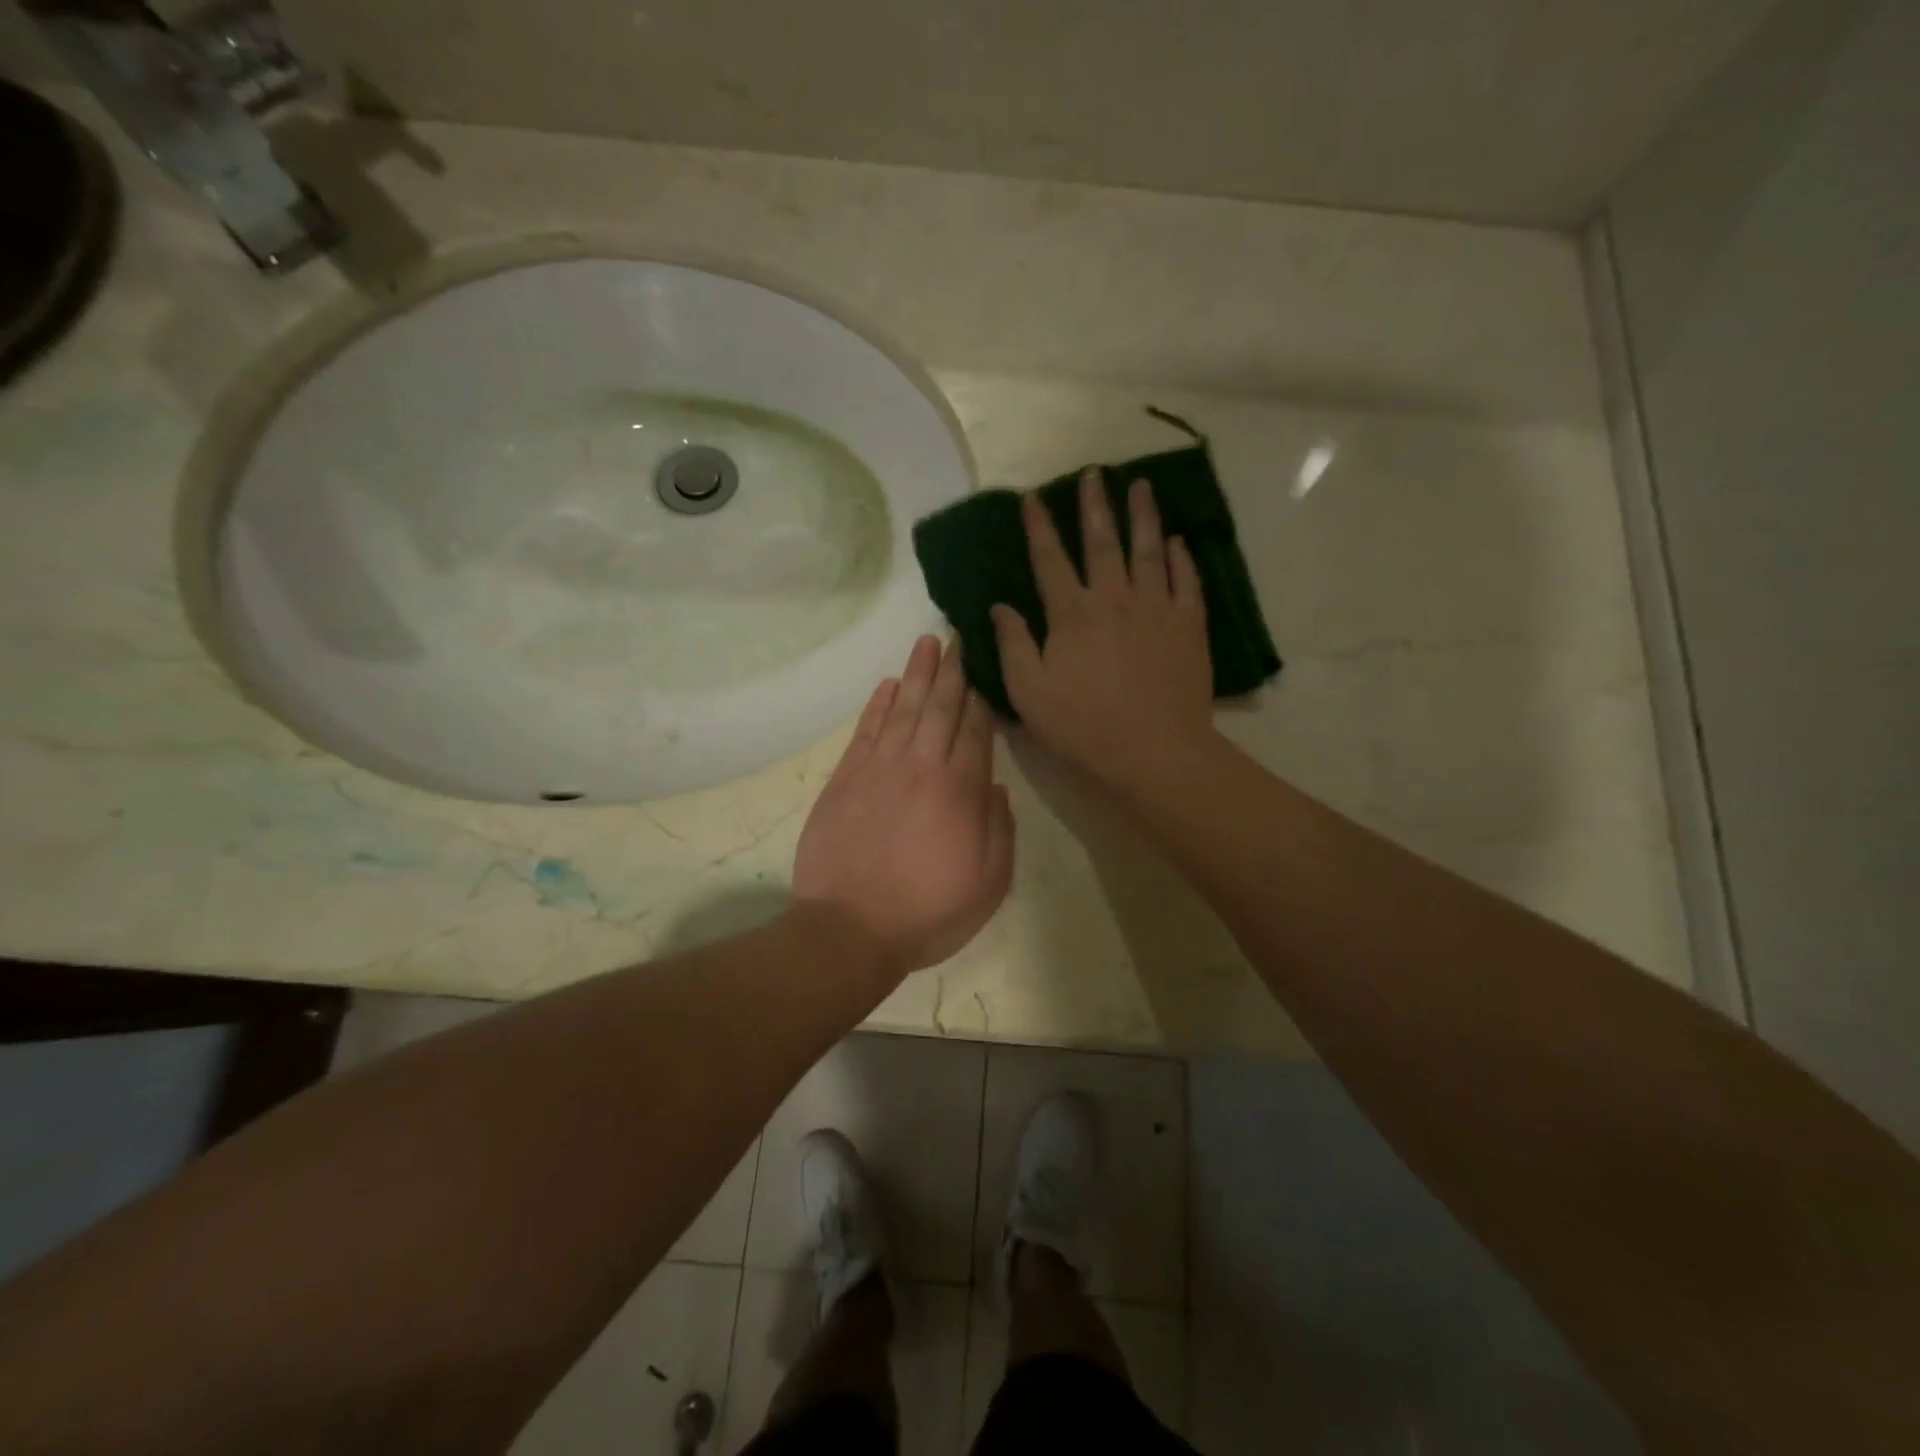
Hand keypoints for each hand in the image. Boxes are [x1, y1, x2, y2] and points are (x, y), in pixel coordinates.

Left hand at [793, 635, 1015, 981]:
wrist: (849, 930)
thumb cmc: (928, 912)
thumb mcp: (989, 883)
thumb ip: (1000, 830)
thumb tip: (995, 787)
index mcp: (960, 790)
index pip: (976, 730)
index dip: (982, 698)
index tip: (985, 668)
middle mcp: (921, 767)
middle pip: (940, 707)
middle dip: (952, 670)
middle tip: (958, 636)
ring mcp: (879, 769)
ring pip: (902, 709)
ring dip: (916, 674)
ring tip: (926, 642)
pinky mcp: (845, 779)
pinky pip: (865, 731)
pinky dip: (877, 705)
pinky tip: (887, 685)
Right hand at [991, 469, 1213, 786]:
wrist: (1154, 749)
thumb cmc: (1084, 724)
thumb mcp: (1030, 692)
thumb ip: (1013, 645)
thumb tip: (999, 606)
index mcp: (1072, 613)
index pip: (1050, 559)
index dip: (1039, 526)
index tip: (1033, 497)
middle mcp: (1115, 598)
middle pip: (1103, 541)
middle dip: (1095, 504)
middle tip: (1094, 472)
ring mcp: (1157, 607)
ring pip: (1149, 550)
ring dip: (1143, 516)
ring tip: (1141, 486)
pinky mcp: (1189, 624)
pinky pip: (1186, 580)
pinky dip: (1181, 558)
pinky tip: (1178, 541)